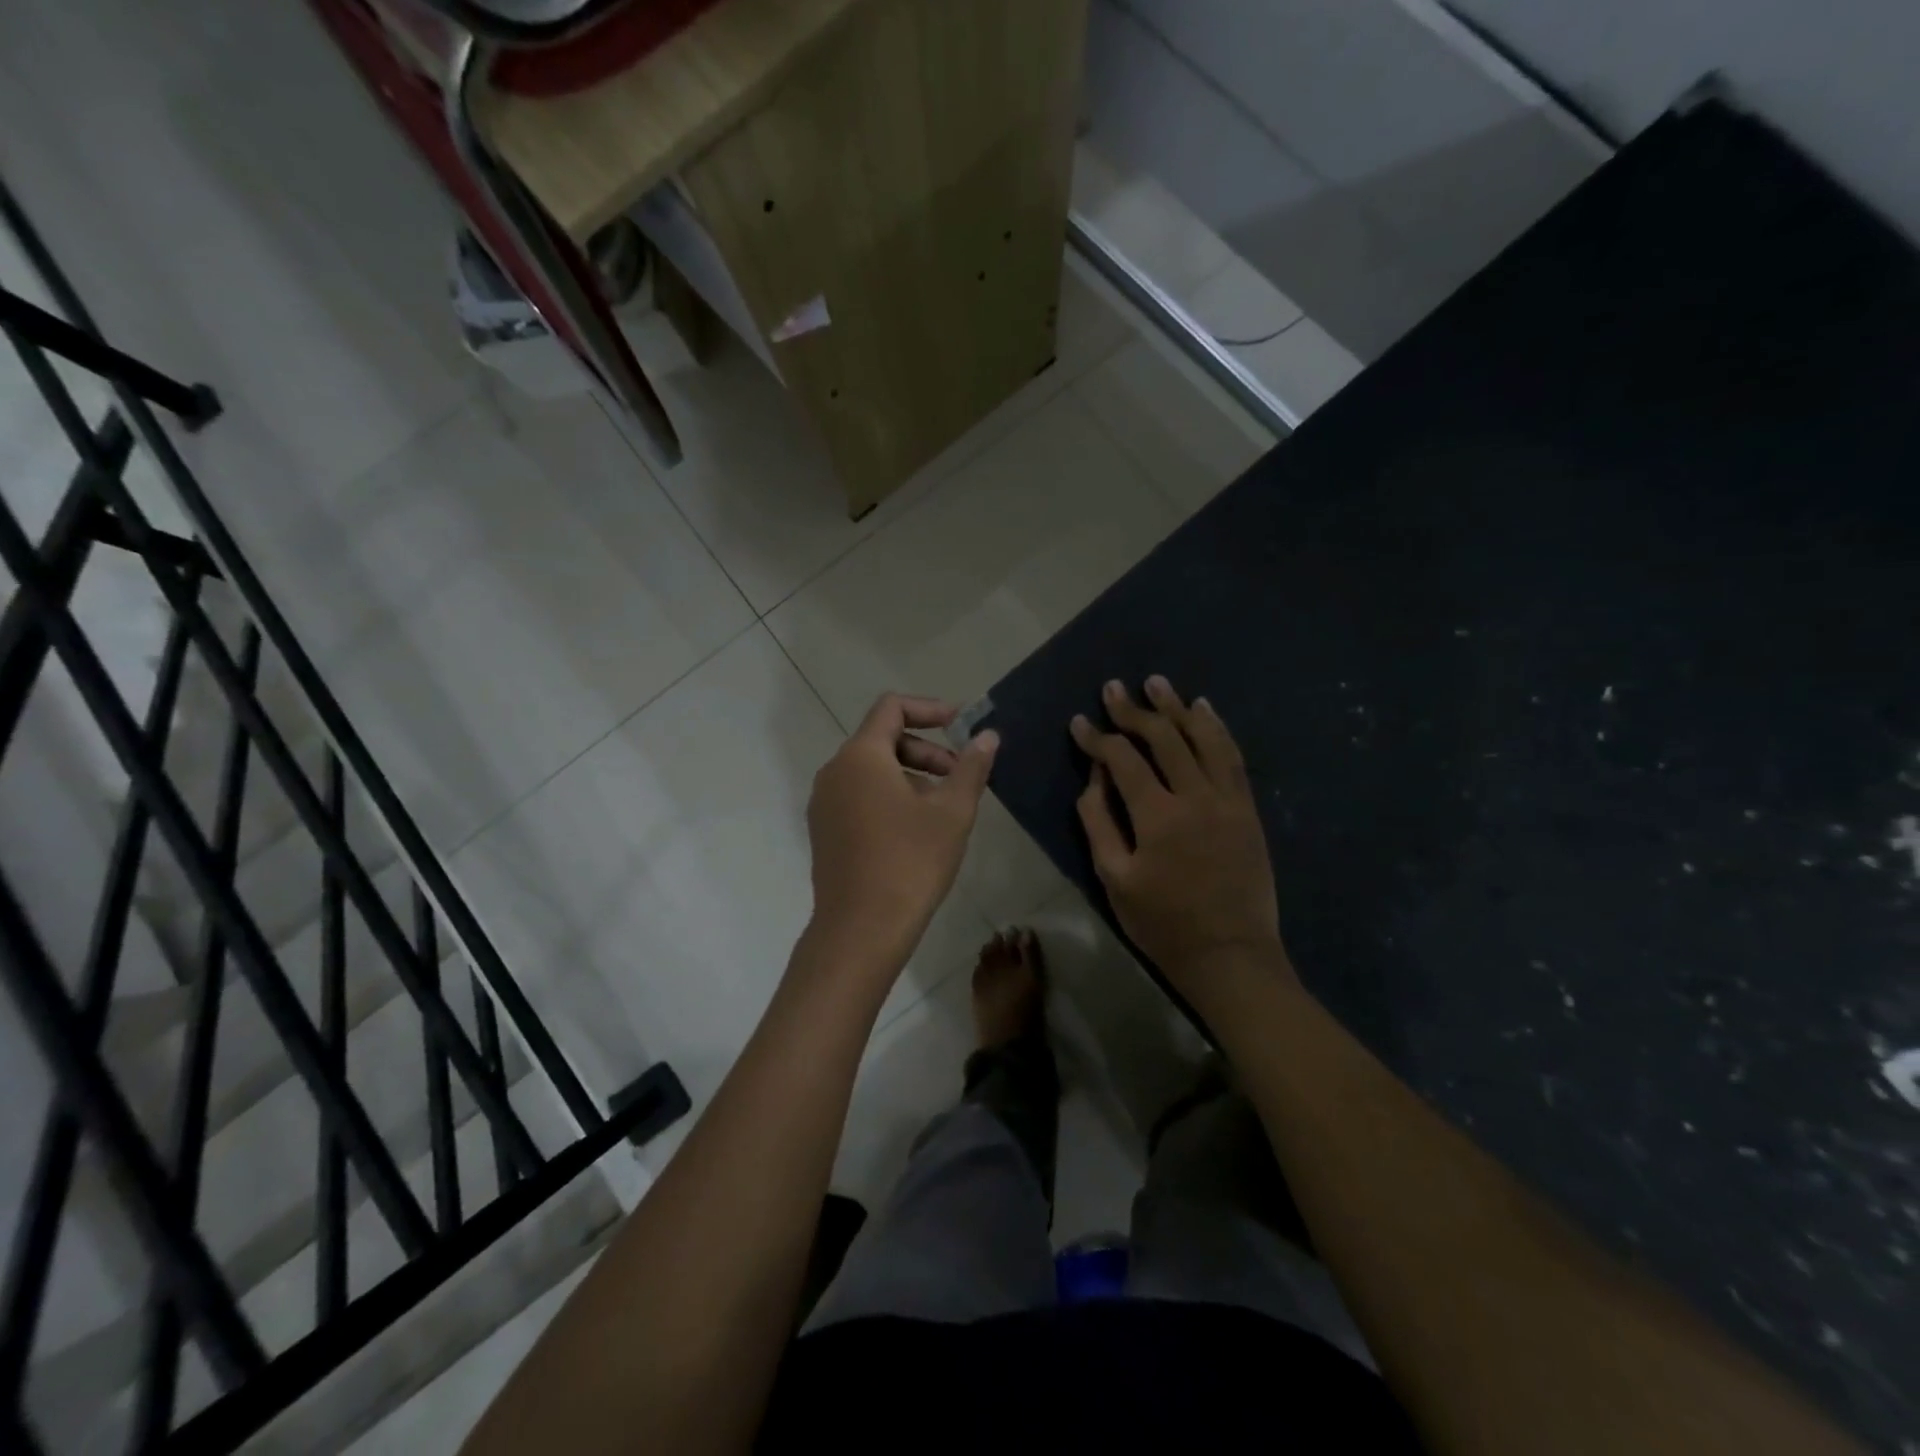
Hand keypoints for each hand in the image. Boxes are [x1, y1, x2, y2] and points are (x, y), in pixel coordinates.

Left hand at [807, 693, 998, 969]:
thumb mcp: (952, 812)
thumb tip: (988, 736)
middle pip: (882, 738)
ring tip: (942, 808)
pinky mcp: (824, 830)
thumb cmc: (910, 863)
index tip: (961, 726)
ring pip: (871, 770)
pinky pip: (859, 795)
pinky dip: (889, 795)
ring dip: (910, 774)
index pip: (892, 707)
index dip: (930, 709)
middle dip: (926, 749)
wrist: (861, 929)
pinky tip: (915, 830)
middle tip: (959, 776)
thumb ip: (971, 767)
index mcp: (861, 756)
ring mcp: (825, 803)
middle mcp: (835, 771)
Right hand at [1072, 677, 1290, 994]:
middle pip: (1164, 738)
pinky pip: (1233, 758)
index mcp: (1158, 815)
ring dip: (1178, 707)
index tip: (1078, 722)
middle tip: (1114, 688)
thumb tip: (1094, 777)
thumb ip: (1099, 821)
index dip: (1097, 738)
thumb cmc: (1163, 923)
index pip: (1123, 759)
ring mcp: (1228, 800)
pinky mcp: (1248, 810)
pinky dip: (1217, 730)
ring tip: (1159, 684)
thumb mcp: (1115, 877)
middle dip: (1134, 710)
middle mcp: (1196, 796)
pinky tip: (1205, 711)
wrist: (1230, 955)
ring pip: (1203, 738)